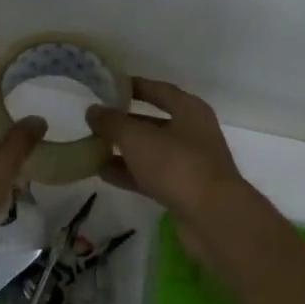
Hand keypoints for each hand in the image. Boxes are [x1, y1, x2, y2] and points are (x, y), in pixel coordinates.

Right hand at [86, 78, 245, 224]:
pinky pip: (151, 175)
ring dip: (124, 150)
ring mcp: (190, 163)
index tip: (108, 87)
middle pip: (153, 122)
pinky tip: (103, 174)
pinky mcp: (184, 190)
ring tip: (92, 148)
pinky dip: (129, 173)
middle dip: (124, 122)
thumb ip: (112, 122)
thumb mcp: (137, 138)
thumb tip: (93, 111)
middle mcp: (192, 133)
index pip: (158, 90)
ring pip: (151, 151)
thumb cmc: (177, 164)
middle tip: (95, 122)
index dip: (134, 86)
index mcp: (189, 110)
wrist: (212, 217)